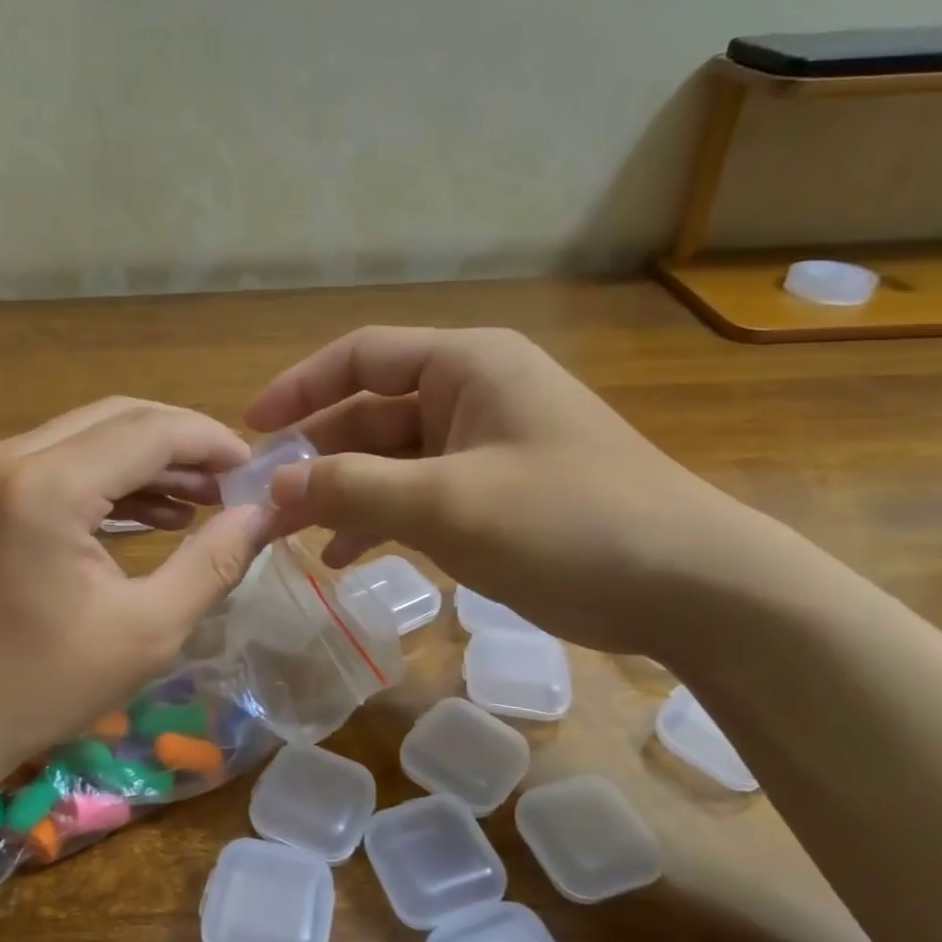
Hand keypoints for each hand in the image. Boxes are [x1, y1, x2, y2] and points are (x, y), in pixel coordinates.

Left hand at [0, 398, 273, 779]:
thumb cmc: (39, 685)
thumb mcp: (146, 631)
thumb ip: (213, 563)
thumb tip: (264, 516)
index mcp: (49, 486)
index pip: (151, 431)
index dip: (212, 442)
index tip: (258, 472)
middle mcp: (14, 458)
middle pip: (121, 418)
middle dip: (185, 444)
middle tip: (236, 483)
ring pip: (92, 435)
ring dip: (152, 461)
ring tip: (207, 500)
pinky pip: (65, 463)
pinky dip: (114, 480)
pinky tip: (158, 515)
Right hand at [246, 326, 761, 655]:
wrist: (689, 586)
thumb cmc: (566, 522)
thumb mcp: (446, 503)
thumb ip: (352, 488)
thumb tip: (275, 483)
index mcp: (466, 365)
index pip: (361, 355)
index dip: (300, 388)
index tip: (252, 429)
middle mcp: (472, 394)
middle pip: (370, 413)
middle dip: (316, 457)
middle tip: (264, 502)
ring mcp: (485, 446)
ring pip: (390, 460)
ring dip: (343, 493)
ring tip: (295, 536)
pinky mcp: (496, 493)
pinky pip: (419, 494)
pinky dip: (382, 519)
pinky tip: (349, 555)